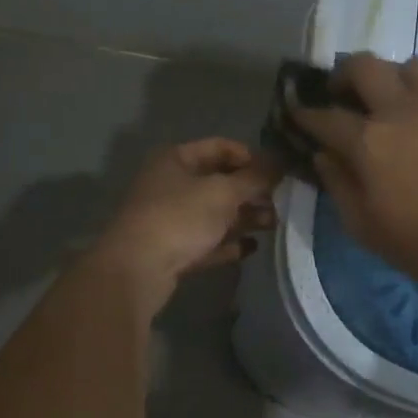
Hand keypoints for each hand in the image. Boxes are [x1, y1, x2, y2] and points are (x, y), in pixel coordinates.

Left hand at [92, 139, 279, 316]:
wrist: (136, 270)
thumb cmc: (179, 217)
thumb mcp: (223, 192)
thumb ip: (255, 178)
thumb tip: (281, 162)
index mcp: (175, 159)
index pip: (220, 147)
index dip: (250, 157)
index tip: (275, 173)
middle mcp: (170, 184)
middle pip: (219, 182)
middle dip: (250, 192)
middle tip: (280, 202)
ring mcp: (169, 219)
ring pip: (215, 213)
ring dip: (244, 217)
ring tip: (273, 225)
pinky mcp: (172, 250)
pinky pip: (207, 241)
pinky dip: (228, 243)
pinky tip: (252, 248)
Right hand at [292, 54, 417, 289]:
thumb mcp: (366, 228)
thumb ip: (339, 185)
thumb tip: (323, 155)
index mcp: (369, 141)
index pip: (325, 116)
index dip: (305, 113)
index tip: (298, 112)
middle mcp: (403, 110)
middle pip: (364, 66)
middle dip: (345, 74)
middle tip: (345, 92)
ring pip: (411, 65)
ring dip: (395, 78)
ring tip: (397, 98)